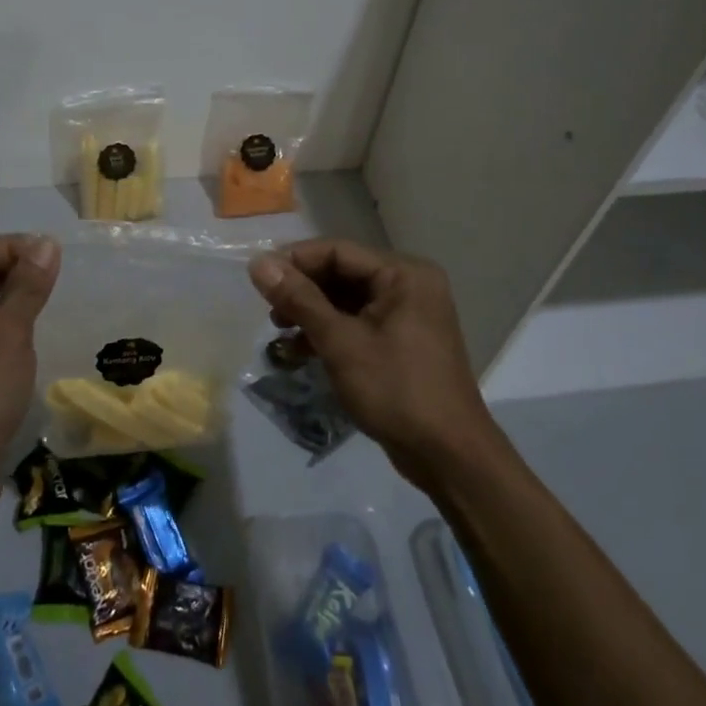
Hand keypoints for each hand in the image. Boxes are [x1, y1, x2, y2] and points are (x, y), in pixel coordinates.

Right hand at [250, 239, 500, 492]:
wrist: (447, 455)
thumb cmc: (396, 390)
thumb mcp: (341, 342)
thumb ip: (299, 299)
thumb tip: (258, 264)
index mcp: (403, 274)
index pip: (337, 251)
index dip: (294, 260)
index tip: (257, 279)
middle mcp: (408, 285)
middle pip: (341, 274)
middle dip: (301, 290)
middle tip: (268, 311)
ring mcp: (406, 315)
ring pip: (345, 301)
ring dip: (310, 313)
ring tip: (278, 332)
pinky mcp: (400, 342)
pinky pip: (356, 324)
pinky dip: (328, 333)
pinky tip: (298, 351)